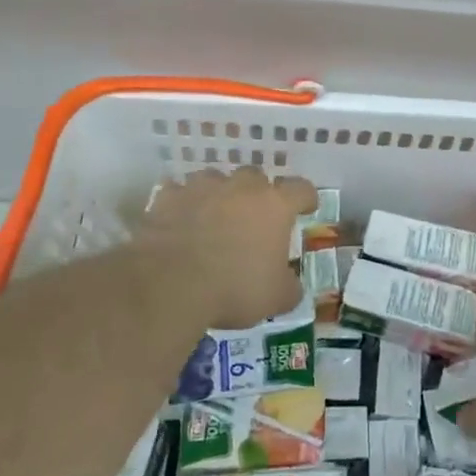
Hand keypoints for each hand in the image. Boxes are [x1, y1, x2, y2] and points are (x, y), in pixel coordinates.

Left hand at [137, 168, 315, 330]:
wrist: (170, 284)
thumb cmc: (234, 288)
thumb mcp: (275, 299)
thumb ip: (289, 287)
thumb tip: (291, 286)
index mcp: (275, 206)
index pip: (301, 189)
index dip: (306, 198)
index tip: (306, 208)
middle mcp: (241, 187)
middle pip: (256, 177)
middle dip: (257, 193)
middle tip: (253, 217)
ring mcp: (202, 187)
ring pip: (216, 179)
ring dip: (218, 194)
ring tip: (213, 216)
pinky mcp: (168, 197)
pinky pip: (178, 192)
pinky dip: (182, 203)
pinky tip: (179, 220)